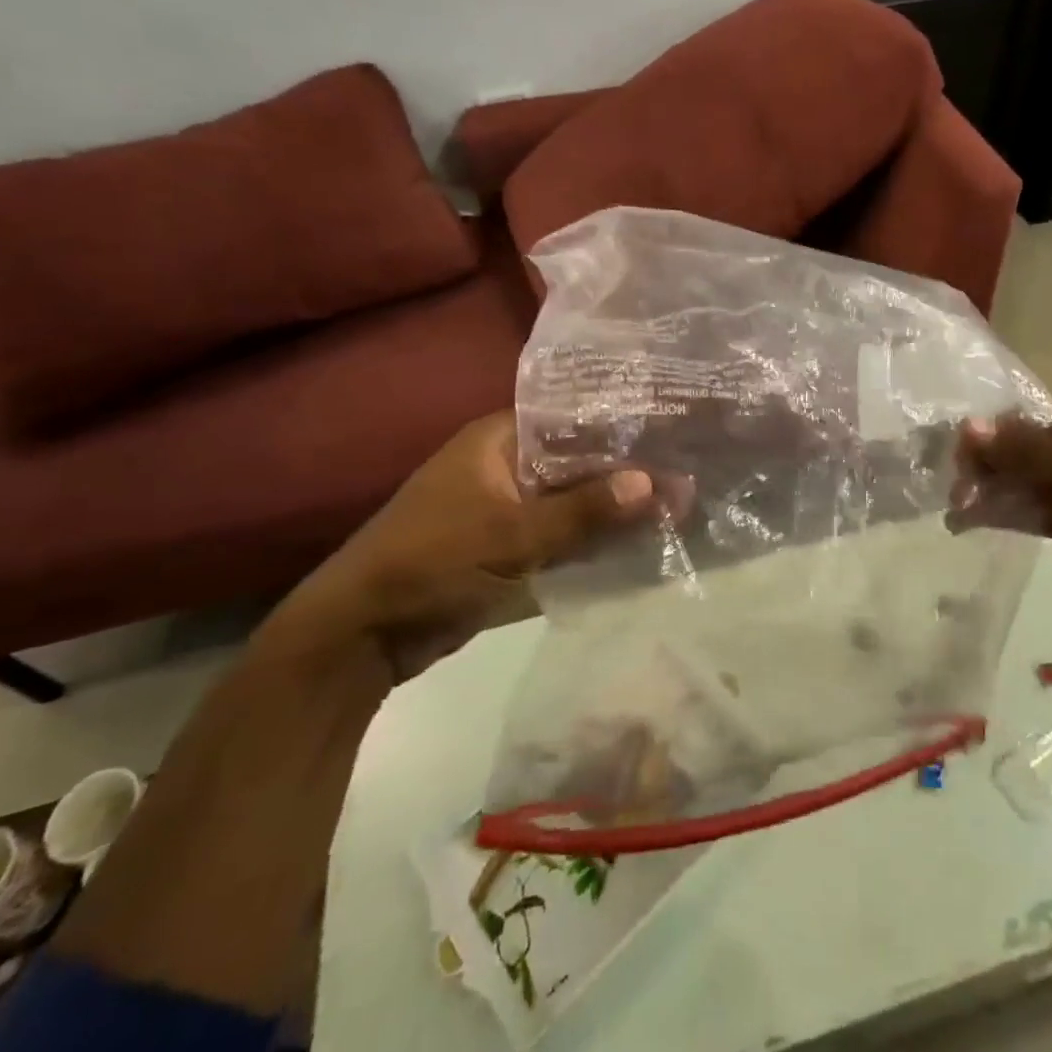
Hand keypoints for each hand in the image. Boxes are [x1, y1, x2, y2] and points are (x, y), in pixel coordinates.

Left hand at [283, 412, 662, 676]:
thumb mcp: (512, 536)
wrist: (362, 635)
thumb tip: (656, 484)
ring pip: (573, 500)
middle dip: (625, 471)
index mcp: (498, 440)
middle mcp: (505, 465)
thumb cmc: (432, 563)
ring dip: (613, 508)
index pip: (571, 416)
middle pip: (577, 460)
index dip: (619, 423)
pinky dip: (593, 539)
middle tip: (688, 470)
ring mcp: (507, 508)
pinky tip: (640, 544)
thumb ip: (584, 511)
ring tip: (678, 506)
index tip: (671, 426)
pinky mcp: (509, 547)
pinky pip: (561, 534)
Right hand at [951, 396, 1051, 611]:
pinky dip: (996, 515)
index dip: (984, 432)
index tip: (954, 454)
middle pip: (1010, 450)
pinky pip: (1022, 512)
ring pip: (1012, 482)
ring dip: (983, 492)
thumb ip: (1026, 448)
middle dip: (980, 466)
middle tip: (953, 489)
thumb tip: (967, 427)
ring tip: (954, 509)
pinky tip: (967, 522)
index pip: (1017, 416)